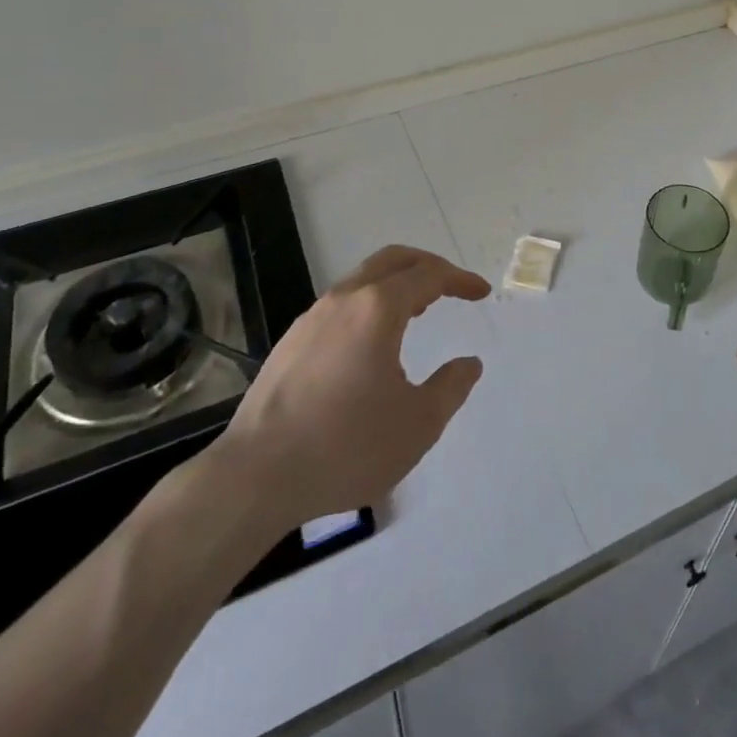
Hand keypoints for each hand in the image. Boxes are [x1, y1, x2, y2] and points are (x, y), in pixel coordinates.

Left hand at [208, 245, 490, 526]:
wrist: (256, 477)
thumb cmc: (346, 447)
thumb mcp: (418, 425)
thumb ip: (451, 387)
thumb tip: (469, 364)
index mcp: (378, 308)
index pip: (429, 275)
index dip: (459, 279)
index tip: (480, 292)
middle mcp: (344, 299)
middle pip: (393, 260)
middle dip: (428, 266)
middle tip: (451, 286)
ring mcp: (312, 318)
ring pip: (363, 279)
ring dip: (396, 285)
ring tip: (418, 310)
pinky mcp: (291, 342)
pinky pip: (341, 305)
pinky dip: (369, 305)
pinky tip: (372, 343)